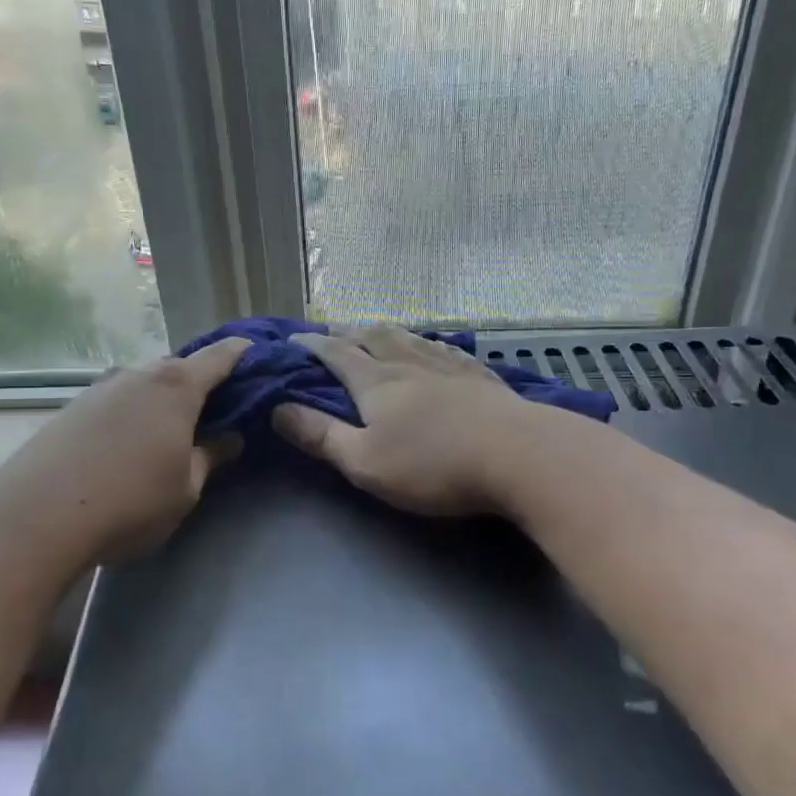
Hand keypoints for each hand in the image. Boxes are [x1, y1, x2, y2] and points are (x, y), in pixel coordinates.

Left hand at [12, 338, 249, 559]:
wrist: (36, 517)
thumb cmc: (131, 501)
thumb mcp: (186, 488)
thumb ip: (211, 457)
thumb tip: (231, 437)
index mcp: (176, 387)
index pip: (218, 357)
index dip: (240, 352)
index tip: (254, 349)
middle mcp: (137, 375)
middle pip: (177, 368)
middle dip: (198, 380)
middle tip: (215, 405)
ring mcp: (99, 388)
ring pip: (142, 384)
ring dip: (160, 398)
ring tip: (168, 426)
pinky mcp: (70, 408)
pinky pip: (115, 401)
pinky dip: (130, 411)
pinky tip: (126, 441)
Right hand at [272, 326, 536, 516]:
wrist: (518, 455)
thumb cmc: (433, 464)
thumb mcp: (365, 462)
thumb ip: (320, 435)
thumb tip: (277, 409)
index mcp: (376, 382)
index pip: (335, 354)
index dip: (311, 346)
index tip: (292, 341)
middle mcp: (408, 363)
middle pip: (372, 337)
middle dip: (346, 333)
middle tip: (331, 333)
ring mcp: (448, 366)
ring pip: (408, 337)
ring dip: (384, 332)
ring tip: (375, 331)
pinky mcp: (480, 376)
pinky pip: (445, 349)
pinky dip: (427, 343)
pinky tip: (433, 347)